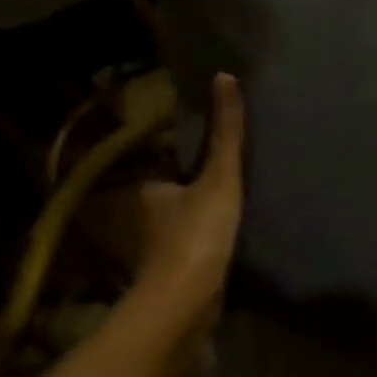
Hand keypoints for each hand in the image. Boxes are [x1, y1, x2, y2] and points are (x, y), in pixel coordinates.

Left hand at [134, 73, 244, 341]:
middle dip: (189, 184)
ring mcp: (156, 247)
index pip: (163, 160)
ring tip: (234, 200)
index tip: (208, 147)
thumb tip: (225, 76)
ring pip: (179, 218)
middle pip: (170, 191)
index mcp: (145, 187)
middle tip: (227, 171)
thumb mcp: (219, 176)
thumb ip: (226, 132)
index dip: (183, 153)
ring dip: (197, 212)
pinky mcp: (175, 271)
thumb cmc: (197, 232)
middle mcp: (142, 215)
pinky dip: (204, 238)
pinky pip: (191, 244)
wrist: (188, 300)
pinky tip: (229, 235)